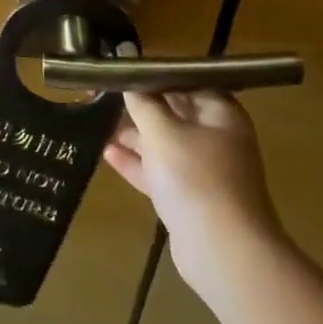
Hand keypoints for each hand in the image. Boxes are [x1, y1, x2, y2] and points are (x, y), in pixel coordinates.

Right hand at [103, 91, 285, 291]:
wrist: (224, 252)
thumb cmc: (195, 177)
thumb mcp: (162, 131)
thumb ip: (143, 102)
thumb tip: (129, 79)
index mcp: (220, 114)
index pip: (186, 81)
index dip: (155, 75)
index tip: (123, 71)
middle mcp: (216, 138)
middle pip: (174, 112)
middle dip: (140, 106)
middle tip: (102, 94)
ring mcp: (204, 170)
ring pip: (164, 144)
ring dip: (134, 135)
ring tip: (98, 122)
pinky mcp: (190, 198)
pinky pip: (160, 172)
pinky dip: (137, 163)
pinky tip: (108, 154)